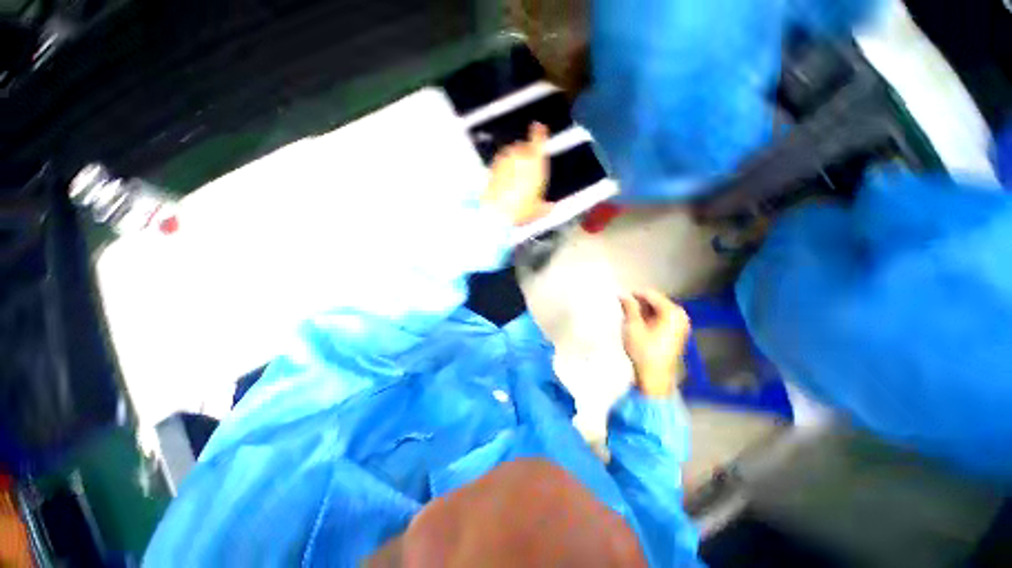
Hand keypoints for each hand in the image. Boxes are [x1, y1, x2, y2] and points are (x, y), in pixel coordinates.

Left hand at [481, 123, 551, 226]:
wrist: (497, 212)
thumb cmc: (520, 209)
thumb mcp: (537, 210)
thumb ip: (545, 207)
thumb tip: (550, 207)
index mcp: (536, 163)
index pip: (538, 139)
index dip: (539, 132)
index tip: (538, 127)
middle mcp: (520, 157)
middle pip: (523, 146)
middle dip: (526, 152)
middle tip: (528, 167)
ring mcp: (505, 161)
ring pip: (510, 152)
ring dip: (513, 158)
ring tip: (516, 174)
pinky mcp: (493, 168)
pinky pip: (500, 161)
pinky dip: (503, 166)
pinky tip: (504, 179)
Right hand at [620, 290, 690, 398]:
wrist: (655, 377)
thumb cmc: (643, 350)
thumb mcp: (632, 326)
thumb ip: (629, 307)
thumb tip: (623, 295)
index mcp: (672, 312)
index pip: (650, 294)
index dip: (634, 293)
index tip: (620, 295)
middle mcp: (680, 315)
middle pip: (656, 301)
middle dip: (639, 302)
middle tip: (623, 305)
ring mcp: (681, 325)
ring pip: (658, 310)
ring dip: (643, 310)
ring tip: (628, 314)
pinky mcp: (677, 333)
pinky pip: (662, 318)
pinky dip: (649, 318)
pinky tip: (638, 323)